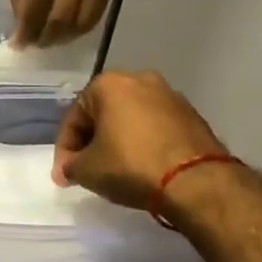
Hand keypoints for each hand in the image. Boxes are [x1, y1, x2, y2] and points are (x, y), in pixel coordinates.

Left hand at [4, 0, 115, 47]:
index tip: (19, 45)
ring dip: (66, 36)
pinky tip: (69, 27)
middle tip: (36, 44)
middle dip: (47, 38)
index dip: (27, 32)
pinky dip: (83, 25)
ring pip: (84, 20)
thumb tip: (22, 33)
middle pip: (63, 19)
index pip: (38, 9)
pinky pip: (99, 10)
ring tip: (51, 38)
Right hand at [52, 70, 229, 211]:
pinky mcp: (193, 116)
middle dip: (92, 141)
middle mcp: (140, 79)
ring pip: (131, 120)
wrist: (197, 182)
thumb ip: (71, 165)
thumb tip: (71, 168)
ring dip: (118, 141)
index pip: (74, 117)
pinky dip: (144, 144)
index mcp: (109, 83)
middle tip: (86, 170)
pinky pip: (156, 129)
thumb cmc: (131, 165)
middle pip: (103, 114)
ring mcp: (171, 96)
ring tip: (114, 170)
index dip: (64, 149)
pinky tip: (142, 168)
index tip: (64, 175)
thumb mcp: (87, 170)